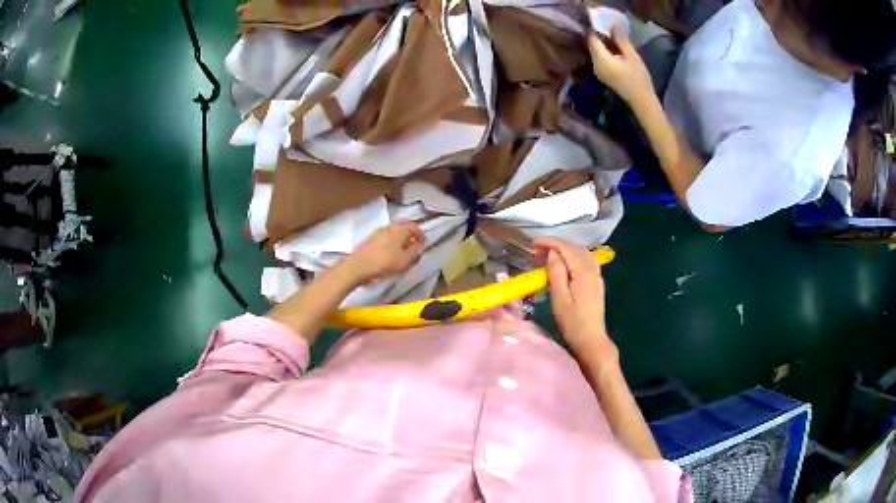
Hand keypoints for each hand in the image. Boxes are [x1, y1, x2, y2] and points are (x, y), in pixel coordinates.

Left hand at [342, 222, 424, 283]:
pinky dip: (390, 243)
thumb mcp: (405, 259)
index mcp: (399, 229)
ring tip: (402, 252)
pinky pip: (384, 239)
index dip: (420, 233)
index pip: (413, 226)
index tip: (423, 242)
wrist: (359, 266)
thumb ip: (414, 250)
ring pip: (393, 233)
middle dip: (409, 236)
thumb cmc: (385, 262)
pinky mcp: (370, 240)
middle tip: (413, 246)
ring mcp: (377, 232)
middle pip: (402, 228)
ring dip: (399, 240)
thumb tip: (419, 244)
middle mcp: (389, 227)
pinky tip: (390, 254)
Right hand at [532, 238, 617, 367]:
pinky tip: (564, 265)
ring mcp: (596, 276)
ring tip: (547, 256)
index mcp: (583, 272)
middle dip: (555, 245)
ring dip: (564, 251)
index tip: (532, 243)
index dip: (549, 242)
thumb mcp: (560, 298)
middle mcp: (592, 270)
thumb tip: (552, 253)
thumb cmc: (572, 322)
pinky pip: (585, 261)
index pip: (566, 248)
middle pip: (574, 248)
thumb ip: (557, 273)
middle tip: (536, 252)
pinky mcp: (596, 283)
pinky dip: (572, 258)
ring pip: (581, 254)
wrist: (591, 340)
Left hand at [588, 25, 654, 106]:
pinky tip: (614, 49)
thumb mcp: (631, 56)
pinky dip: (605, 52)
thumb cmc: (638, 78)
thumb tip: (612, 24)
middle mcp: (595, 65)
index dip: (597, 29)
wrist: (641, 101)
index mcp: (601, 59)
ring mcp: (598, 71)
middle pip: (593, 45)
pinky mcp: (603, 75)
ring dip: (602, 44)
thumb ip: (620, 39)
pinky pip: (599, 59)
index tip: (605, 22)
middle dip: (599, 35)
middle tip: (610, 28)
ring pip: (596, 52)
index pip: (592, 39)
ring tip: (614, 36)